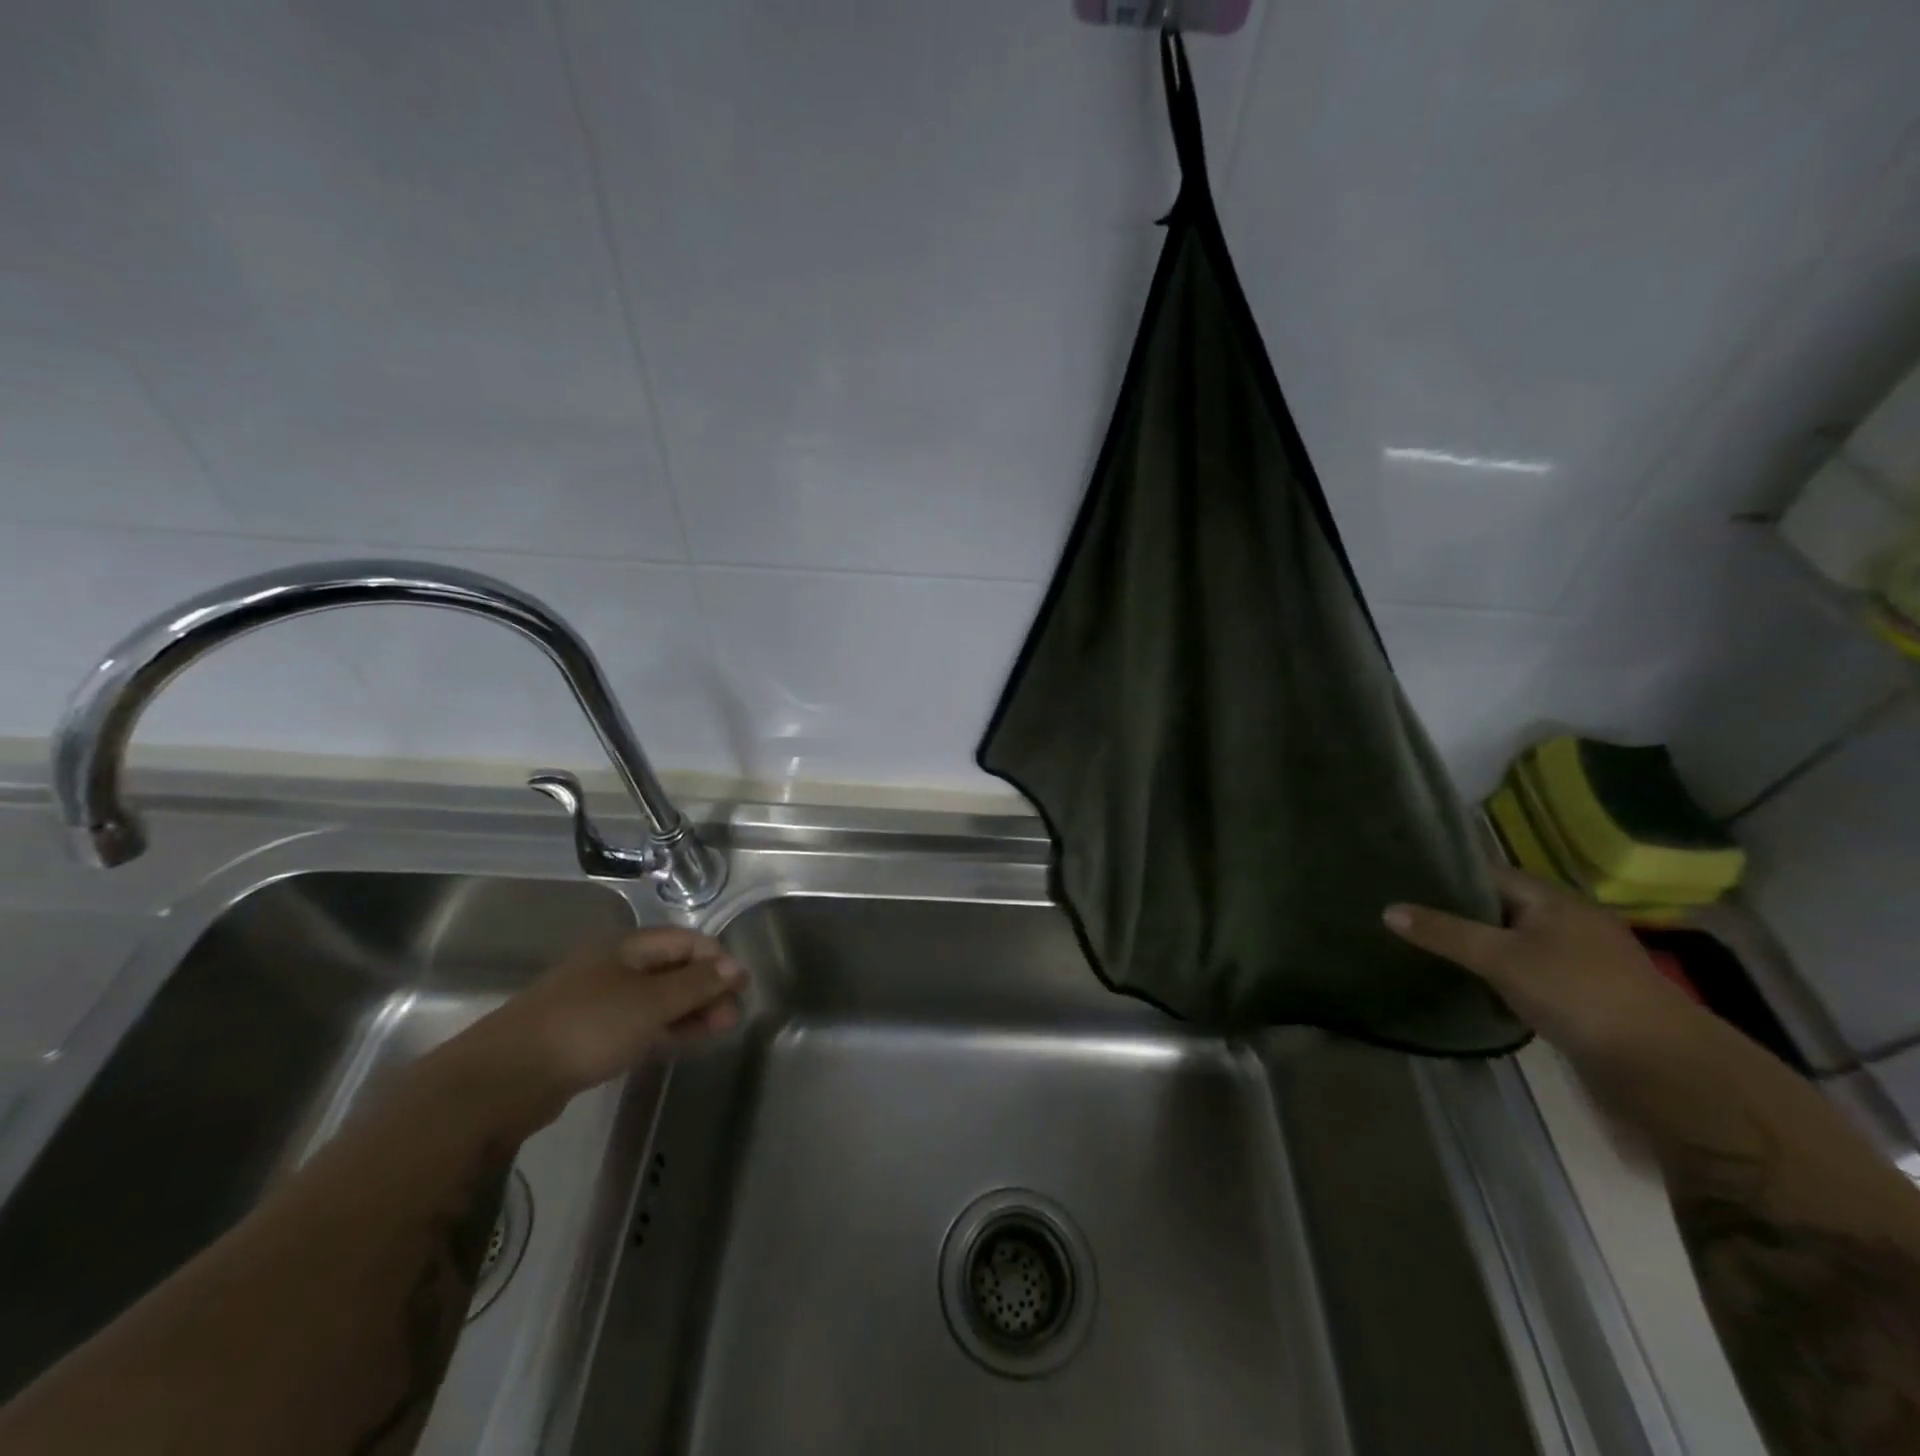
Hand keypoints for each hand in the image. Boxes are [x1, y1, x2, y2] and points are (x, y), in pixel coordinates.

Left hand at [453, 927, 745, 1117]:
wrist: (503, 1080)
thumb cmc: (585, 1027)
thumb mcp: (650, 1003)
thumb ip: (695, 985)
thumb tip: (735, 967)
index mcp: (626, 948)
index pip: (684, 940)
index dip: (716, 959)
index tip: (741, 987)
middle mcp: (612, 968)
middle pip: (671, 969)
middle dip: (705, 988)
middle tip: (730, 1017)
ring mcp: (596, 1003)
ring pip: (655, 999)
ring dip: (688, 1011)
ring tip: (715, 1032)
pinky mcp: (585, 1037)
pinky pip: (636, 1024)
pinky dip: (663, 1029)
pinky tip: (679, 1043)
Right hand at [1384, 866, 1698, 1060]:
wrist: (1665, 1067)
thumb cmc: (1577, 993)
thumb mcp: (1499, 958)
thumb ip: (1443, 932)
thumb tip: (1388, 909)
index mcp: (1552, 898)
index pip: (1488, 874)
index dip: (1447, 877)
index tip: (1403, 885)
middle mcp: (1568, 920)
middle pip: (1500, 909)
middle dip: (1457, 915)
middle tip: (1407, 921)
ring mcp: (1581, 960)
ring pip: (1515, 943)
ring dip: (1479, 950)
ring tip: (1429, 953)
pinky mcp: (1586, 995)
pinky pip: (1529, 974)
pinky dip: (1501, 978)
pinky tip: (1473, 990)